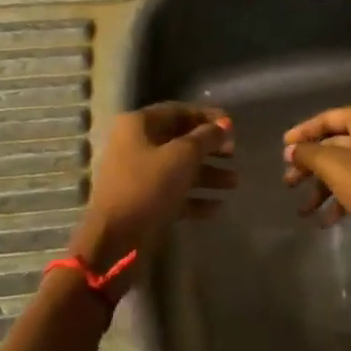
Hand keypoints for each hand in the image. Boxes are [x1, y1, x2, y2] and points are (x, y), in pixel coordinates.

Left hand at [68, 104, 235, 294]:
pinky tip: (217, 206)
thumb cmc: (149, 187)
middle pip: (179, 140)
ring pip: (178, 168)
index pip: (178, 111)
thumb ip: (206, 138)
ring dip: (207, 174)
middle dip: (209, 147)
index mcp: (138, 125)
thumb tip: (224, 125)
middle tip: (234, 154)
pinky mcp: (142, 203)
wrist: (116, 240)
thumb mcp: (182, 156)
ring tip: (234, 183)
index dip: (207, 116)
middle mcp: (134, 145)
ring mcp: (137, 176)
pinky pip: (173, 193)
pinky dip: (194, 197)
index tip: (233, 126)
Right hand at [282, 103, 350, 239]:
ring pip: (345, 166)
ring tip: (303, 210)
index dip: (302, 133)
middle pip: (335, 144)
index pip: (327, 119)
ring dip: (322, 187)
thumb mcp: (332, 165)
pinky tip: (324, 220)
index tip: (283, 149)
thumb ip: (307, 153)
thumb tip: (291, 150)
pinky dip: (340, 196)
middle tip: (289, 182)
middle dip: (309, 166)